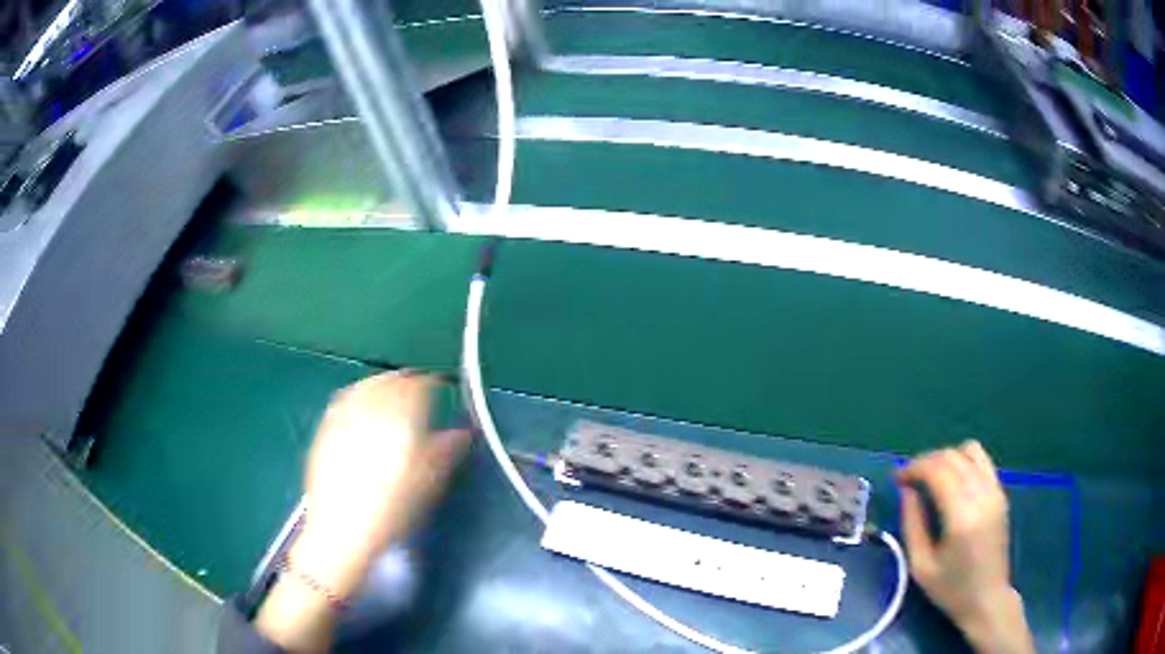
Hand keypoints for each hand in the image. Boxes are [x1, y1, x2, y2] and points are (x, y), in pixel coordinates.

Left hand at [256, 371, 470, 651]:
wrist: (343, 531)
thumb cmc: (392, 511)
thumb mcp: (428, 485)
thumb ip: (446, 451)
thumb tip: (463, 431)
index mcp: (400, 421)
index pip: (417, 386)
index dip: (430, 382)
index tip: (439, 387)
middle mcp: (370, 411)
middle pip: (389, 382)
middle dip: (405, 381)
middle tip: (417, 388)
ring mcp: (343, 418)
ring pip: (365, 386)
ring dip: (381, 384)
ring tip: (390, 391)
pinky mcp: (325, 430)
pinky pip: (343, 399)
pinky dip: (357, 394)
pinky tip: (360, 405)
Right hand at [897, 441, 1033, 653]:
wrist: (987, 598)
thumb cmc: (951, 589)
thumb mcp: (920, 566)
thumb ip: (912, 524)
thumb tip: (907, 490)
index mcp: (962, 517)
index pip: (938, 470)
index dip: (914, 467)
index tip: (897, 479)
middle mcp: (982, 495)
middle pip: (953, 456)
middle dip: (926, 461)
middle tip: (908, 479)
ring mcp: (996, 491)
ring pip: (970, 451)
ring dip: (946, 458)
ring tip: (931, 477)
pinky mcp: (1001, 493)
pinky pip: (982, 462)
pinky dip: (963, 462)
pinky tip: (952, 482)